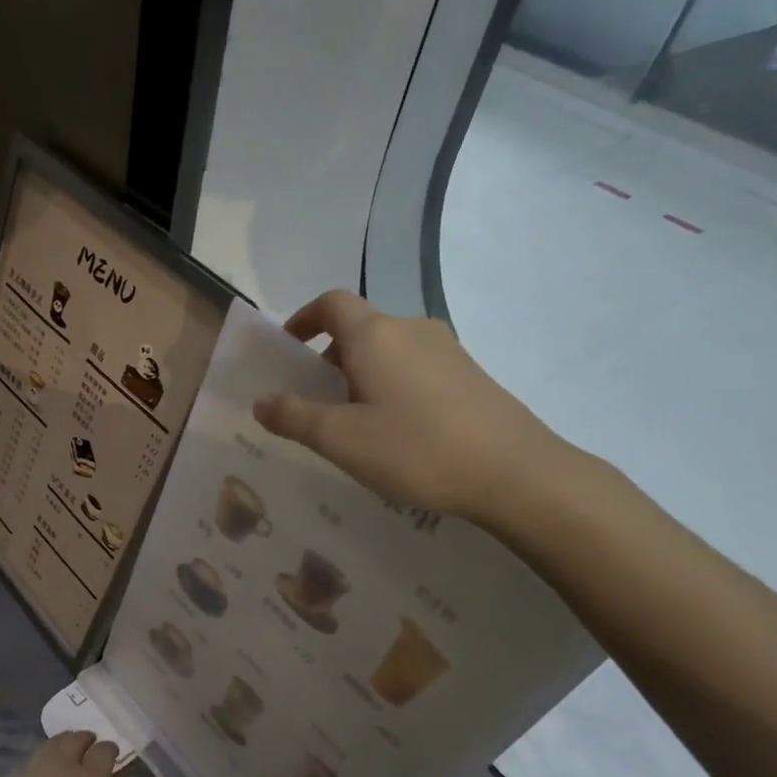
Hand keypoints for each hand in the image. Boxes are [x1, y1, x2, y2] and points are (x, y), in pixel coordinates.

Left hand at [0, 731, 137, 776]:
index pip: (103, 750)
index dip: (110, 749)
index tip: (114, 755)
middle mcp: (58, 766)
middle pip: (73, 740)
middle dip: (85, 739)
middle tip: (90, 746)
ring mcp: (28, 772)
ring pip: (48, 745)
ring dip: (61, 744)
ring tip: (66, 752)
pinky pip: (28, 762)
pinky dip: (39, 761)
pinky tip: (38, 775)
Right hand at [252, 290, 572, 525]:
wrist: (515, 472)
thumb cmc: (415, 449)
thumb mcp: (340, 439)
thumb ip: (293, 416)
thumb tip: (260, 400)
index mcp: (374, 335)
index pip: (331, 303)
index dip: (303, 318)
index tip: (288, 348)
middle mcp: (411, 329)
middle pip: (359, 327)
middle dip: (329, 356)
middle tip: (315, 401)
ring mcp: (447, 349)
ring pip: (388, 349)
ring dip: (360, 372)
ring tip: (354, 421)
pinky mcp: (470, 374)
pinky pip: (414, 366)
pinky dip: (390, 383)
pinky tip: (396, 430)